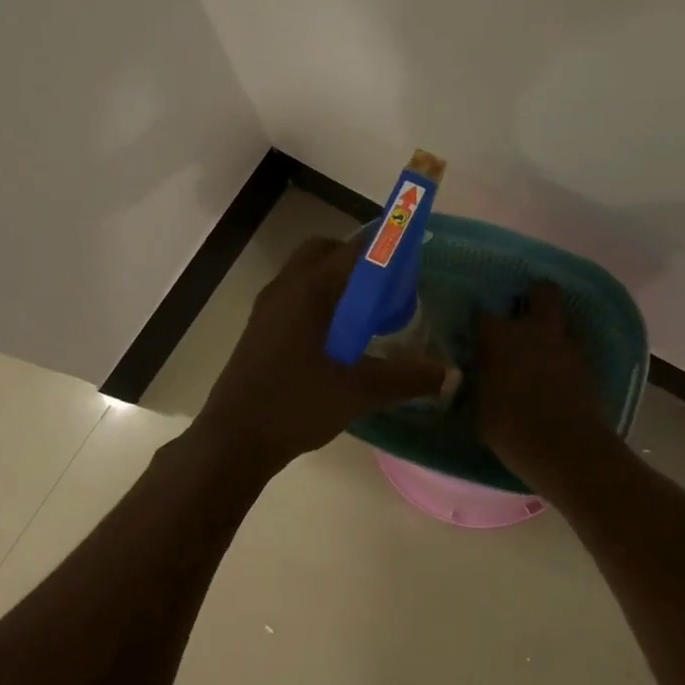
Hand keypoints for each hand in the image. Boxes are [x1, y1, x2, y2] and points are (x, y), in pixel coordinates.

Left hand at [192, 236, 450, 473]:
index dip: (387, 247)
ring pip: (307, 273)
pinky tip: (337, 339)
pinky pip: (295, 295)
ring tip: (366, 315)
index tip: (412, 260)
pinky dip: (319, 300)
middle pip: (326, 251)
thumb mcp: (360, 391)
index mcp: (311, 289)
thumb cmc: (297, 404)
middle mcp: (287, 286)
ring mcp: (268, 306)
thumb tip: (450, 374)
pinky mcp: (260, 327)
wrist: (234, 438)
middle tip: (386, 289)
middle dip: (358, 261)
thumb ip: (408, 378)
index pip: (356, 249)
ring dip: (337, 281)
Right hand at [475, 280, 611, 482]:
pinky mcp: (590, 362)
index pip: (483, 314)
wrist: (568, 450)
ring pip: (566, 315)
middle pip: (542, 291)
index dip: (481, 321)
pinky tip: (560, 367)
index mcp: (500, 338)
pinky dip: (568, 349)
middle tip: (524, 315)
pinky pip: (577, 343)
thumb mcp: (481, 410)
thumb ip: (481, 383)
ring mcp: (567, 343)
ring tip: (545, 342)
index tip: (478, 332)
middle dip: (534, 296)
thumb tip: (478, 375)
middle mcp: (535, 330)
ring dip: (555, 323)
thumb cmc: (513, 431)